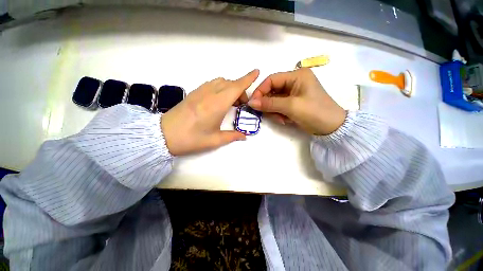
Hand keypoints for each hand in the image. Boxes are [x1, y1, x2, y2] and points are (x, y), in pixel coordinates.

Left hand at [161, 69, 258, 155]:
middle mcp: (210, 94)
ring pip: (221, 81)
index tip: (257, 72)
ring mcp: (200, 91)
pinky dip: (221, 87)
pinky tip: (219, 100)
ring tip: (231, 102)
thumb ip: (232, 136)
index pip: (236, 87)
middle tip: (241, 105)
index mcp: (217, 105)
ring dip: (230, 88)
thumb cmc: (191, 139)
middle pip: (230, 83)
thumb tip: (244, 136)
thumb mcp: (214, 140)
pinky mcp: (194, 92)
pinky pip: (212, 84)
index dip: (248, 79)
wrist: (163, 135)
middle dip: (240, 90)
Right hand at [248, 68, 345, 134]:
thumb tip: (251, 102)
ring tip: (282, 119)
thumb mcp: (291, 106)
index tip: (253, 103)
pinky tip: (285, 120)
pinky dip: (279, 114)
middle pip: (272, 90)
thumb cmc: (314, 112)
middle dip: (269, 104)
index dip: (260, 91)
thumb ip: (269, 103)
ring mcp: (294, 93)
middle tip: (268, 114)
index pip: (272, 79)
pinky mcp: (293, 103)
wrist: (331, 128)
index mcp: (297, 76)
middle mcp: (294, 82)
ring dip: (274, 111)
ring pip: (274, 100)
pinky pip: (279, 106)